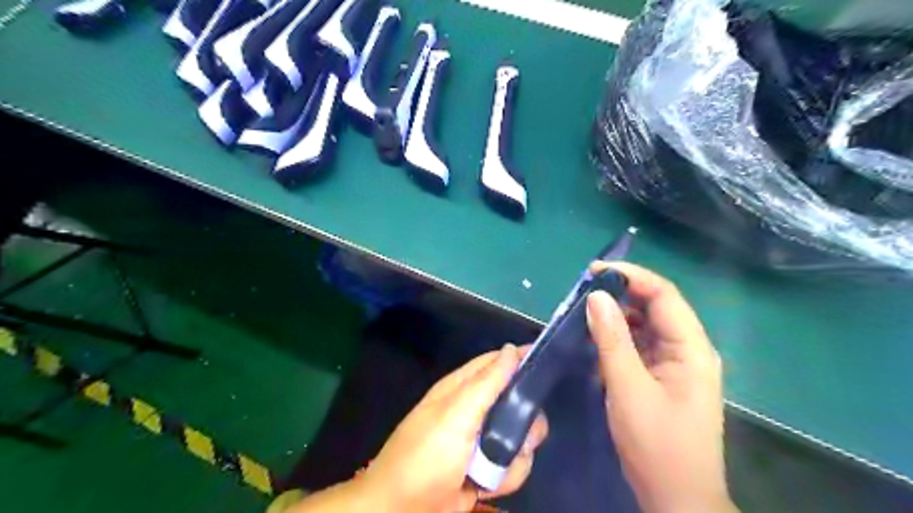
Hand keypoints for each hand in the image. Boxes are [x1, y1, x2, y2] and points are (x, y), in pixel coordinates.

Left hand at [354, 345, 544, 511]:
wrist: (405, 511)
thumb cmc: (426, 456)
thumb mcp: (455, 415)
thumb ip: (486, 383)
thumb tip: (512, 349)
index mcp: (462, 388)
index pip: (496, 362)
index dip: (520, 359)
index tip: (547, 361)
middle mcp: (475, 410)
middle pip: (517, 401)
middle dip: (525, 419)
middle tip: (520, 433)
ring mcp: (483, 441)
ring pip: (521, 435)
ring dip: (515, 454)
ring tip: (496, 466)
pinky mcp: (489, 469)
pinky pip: (515, 464)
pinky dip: (507, 477)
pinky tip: (489, 486)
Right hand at [588, 262, 735, 511]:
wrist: (676, 498)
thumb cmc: (657, 444)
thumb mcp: (628, 388)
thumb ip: (612, 340)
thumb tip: (597, 296)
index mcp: (690, 348)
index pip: (664, 295)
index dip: (631, 276)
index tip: (594, 271)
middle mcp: (687, 349)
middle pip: (656, 306)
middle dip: (621, 294)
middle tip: (584, 292)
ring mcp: (676, 363)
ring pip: (646, 325)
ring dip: (617, 315)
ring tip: (585, 311)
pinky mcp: (663, 376)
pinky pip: (641, 345)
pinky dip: (619, 337)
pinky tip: (597, 337)